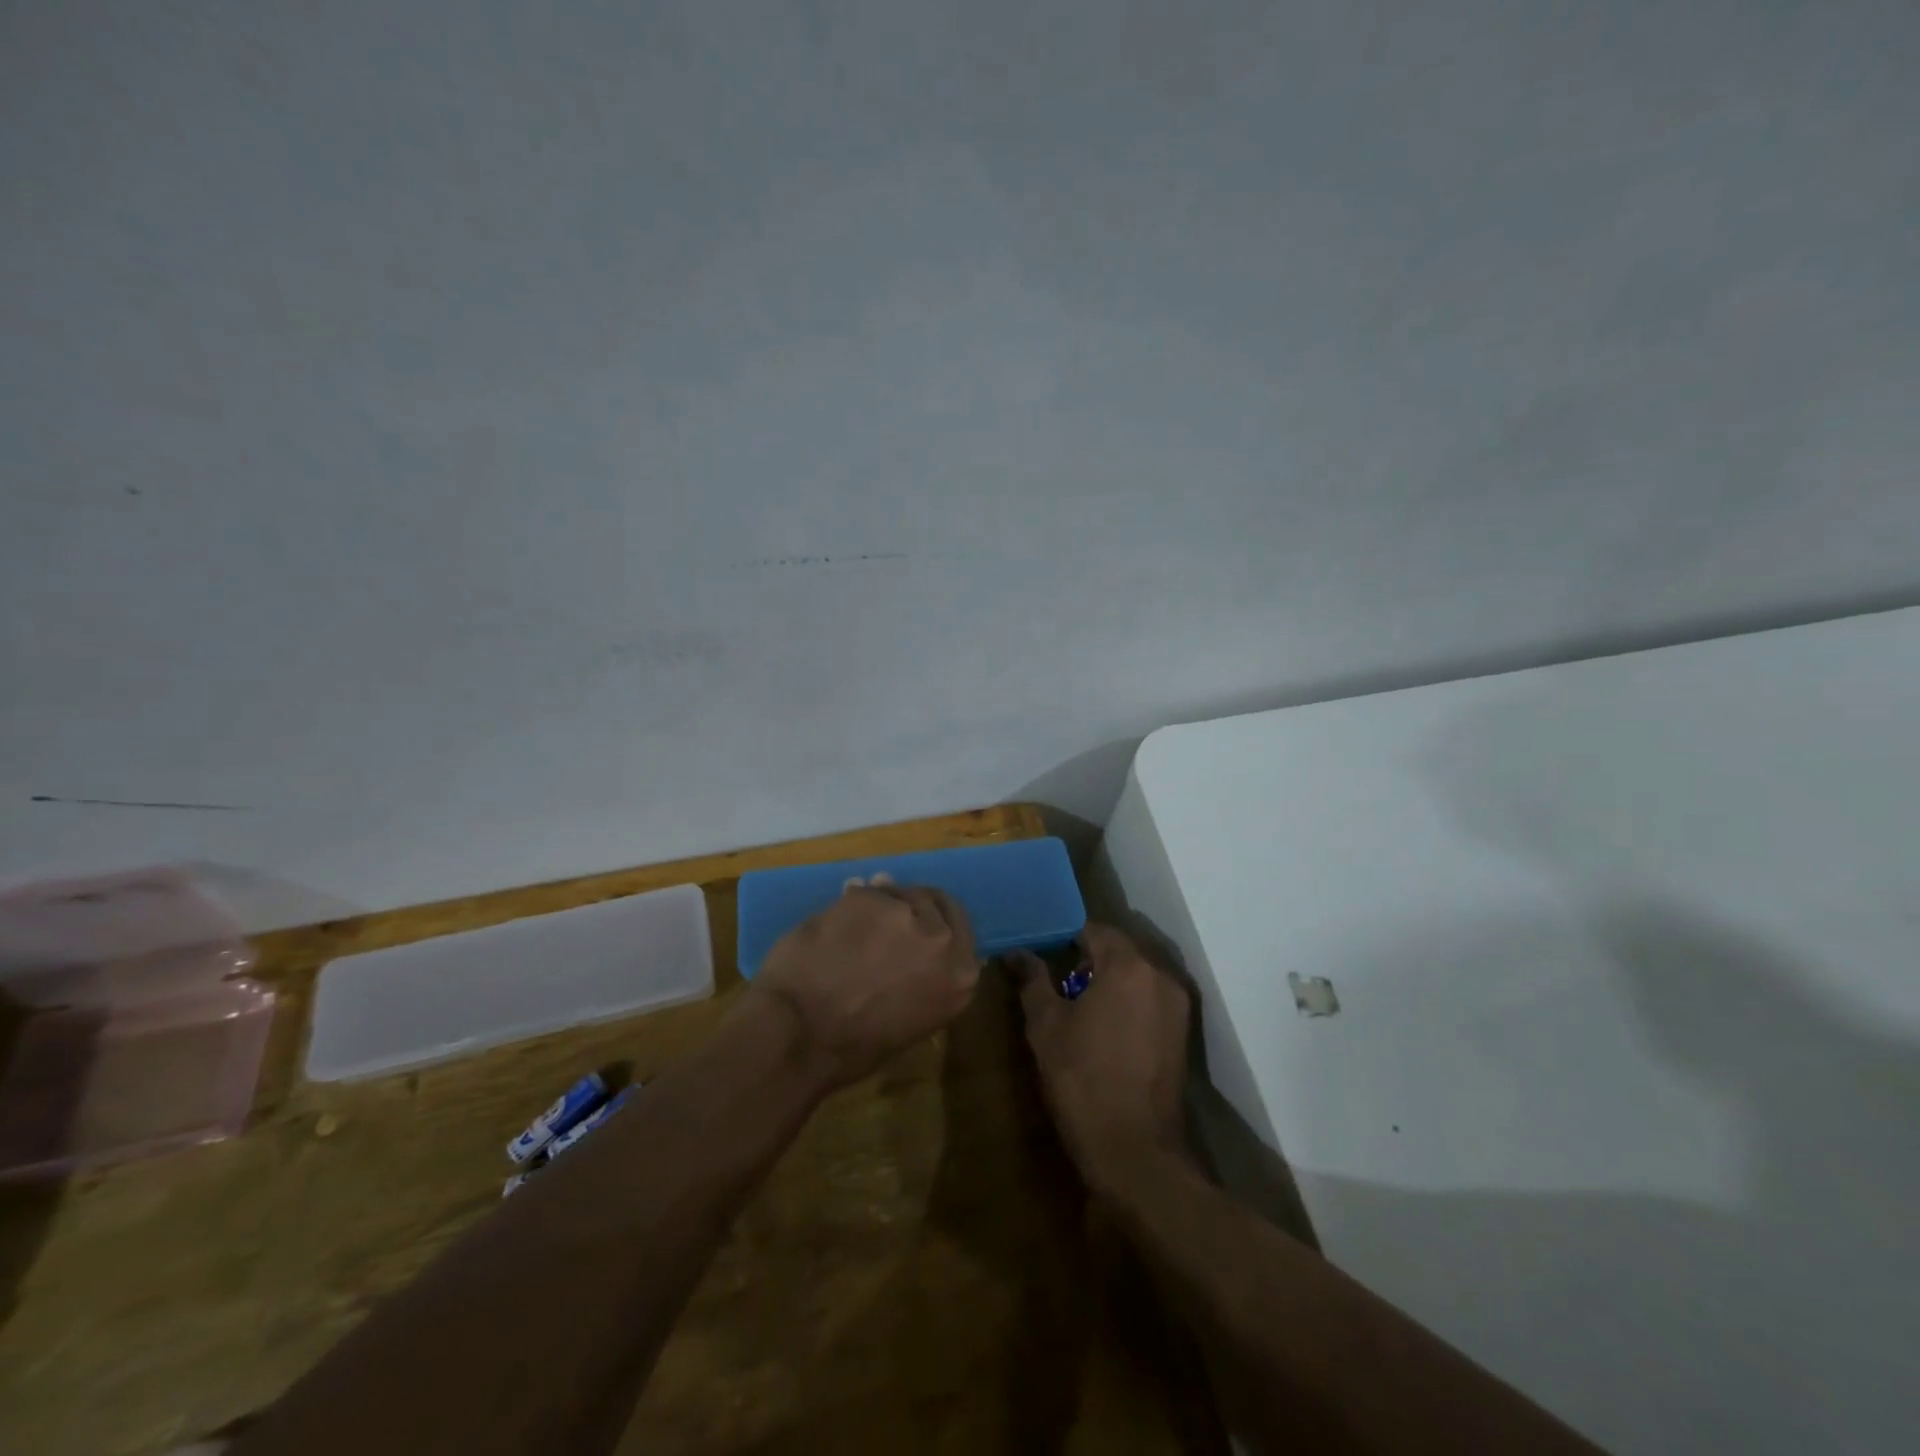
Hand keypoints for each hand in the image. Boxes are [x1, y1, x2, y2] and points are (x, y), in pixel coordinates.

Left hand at [751, 883, 979, 1089]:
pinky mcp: (868, 898)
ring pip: (897, 892)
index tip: (916, 923)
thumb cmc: (853, 1048)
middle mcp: (942, 940)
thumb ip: (924, 979)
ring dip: (879, 903)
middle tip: (884, 919)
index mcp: (961, 977)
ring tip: (853, 922)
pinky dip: (850, 902)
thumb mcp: (910, 1020)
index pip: (959, 927)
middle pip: (932, 901)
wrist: (801, 1033)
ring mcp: (905, 914)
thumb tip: (920, 947)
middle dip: (909, 906)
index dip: (935, 921)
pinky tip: (834, 919)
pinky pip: (864, 892)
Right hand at [1013, 924, 1191, 1187]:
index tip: (1045, 957)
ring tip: (1081, 1011)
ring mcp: (1178, 1006)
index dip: (1066, 940)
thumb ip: (1033, 981)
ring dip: (1112, 983)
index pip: (1094, 931)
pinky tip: (1107, 1033)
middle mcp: (1160, 976)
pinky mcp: (1184, 1035)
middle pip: (1120, 951)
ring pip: (1138, 977)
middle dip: (1090, 962)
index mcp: (1127, 966)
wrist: (1135, 1152)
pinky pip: (1152, 1001)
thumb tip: (1017, 953)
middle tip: (1060, 987)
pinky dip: (1130, 1004)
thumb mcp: (1046, 1027)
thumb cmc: (1082, 1080)